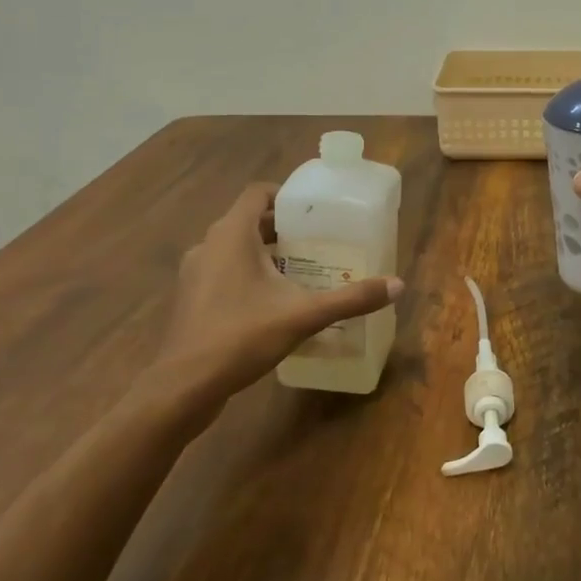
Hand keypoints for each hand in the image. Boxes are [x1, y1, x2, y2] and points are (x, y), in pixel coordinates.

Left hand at [148, 183, 402, 415]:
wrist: (183, 388)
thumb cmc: (241, 337)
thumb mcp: (304, 315)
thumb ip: (350, 299)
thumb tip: (398, 286)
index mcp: (232, 234)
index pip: (258, 193)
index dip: (286, 195)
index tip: (315, 211)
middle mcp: (209, 245)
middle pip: (249, 220)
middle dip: (283, 227)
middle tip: (318, 241)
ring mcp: (194, 273)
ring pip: (234, 247)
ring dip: (265, 252)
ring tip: (300, 269)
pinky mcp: (190, 298)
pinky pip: (223, 271)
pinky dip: (247, 274)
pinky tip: (272, 301)